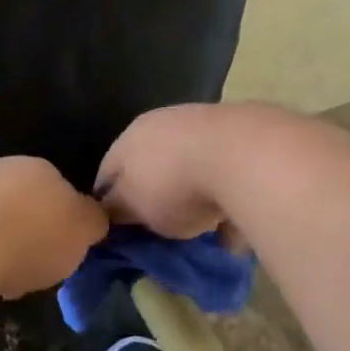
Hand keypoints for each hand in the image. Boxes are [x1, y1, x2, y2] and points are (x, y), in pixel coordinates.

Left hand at [0, 157, 108, 299]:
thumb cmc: (33, 234)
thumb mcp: (83, 230)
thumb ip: (93, 222)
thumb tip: (93, 218)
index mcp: (43, 169)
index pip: (62, 193)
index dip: (65, 226)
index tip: (63, 255)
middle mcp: (4, 170)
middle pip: (24, 206)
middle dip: (28, 235)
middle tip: (32, 270)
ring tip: (0, 281)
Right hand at [94, 104, 234, 239]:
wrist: (242, 154)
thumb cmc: (174, 184)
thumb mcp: (135, 207)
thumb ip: (118, 210)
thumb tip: (109, 211)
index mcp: (130, 137)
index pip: (107, 171)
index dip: (108, 202)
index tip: (115, 228)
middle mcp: (162, 123)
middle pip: (150, 165)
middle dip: (153, 194)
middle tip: (159, 227)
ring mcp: (202, 124)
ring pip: (188, 165)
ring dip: (191, 191)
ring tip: (200, 224)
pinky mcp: (238, 135)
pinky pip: (222, 171)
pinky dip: (223, 192)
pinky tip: (232, 218)